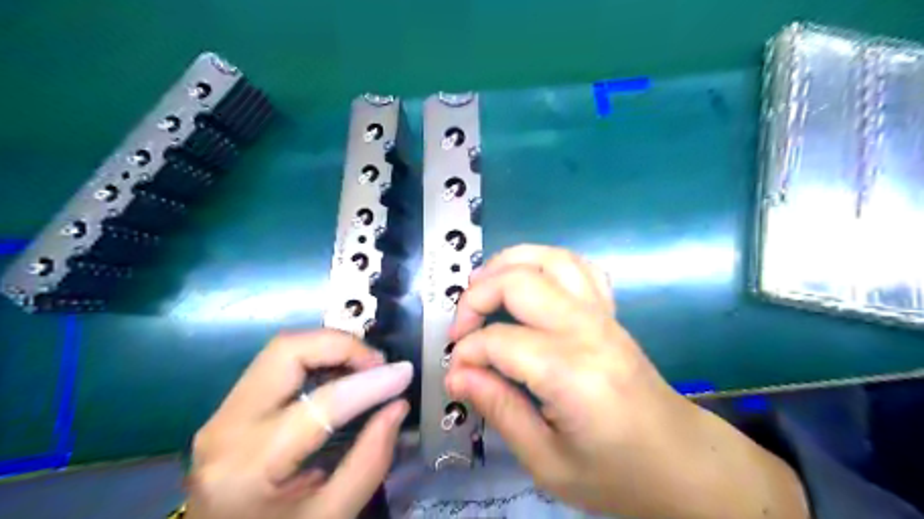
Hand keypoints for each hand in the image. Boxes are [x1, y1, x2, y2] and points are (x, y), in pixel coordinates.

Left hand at [187, 330, 411, 518]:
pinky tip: (340, 374)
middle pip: (287, 351)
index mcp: (249, 467)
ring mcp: (221, 414)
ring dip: (330, 347)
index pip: (321, 403)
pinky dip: (316, 357)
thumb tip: (398, 405)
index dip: (370, 383)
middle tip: (379, 364)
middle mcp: (226, 428)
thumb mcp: (331, 517)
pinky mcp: (229, 408)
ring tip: (365, 367)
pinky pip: (277, 364)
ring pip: (281, 349)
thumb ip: (370, 460)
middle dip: (343, 346)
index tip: (405, 372)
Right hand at [445, 245, 805, 518]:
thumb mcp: (548, 462)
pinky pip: (577, 266)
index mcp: (571, 373)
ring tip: (481, 285)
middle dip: (476, 297)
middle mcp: (587, 330)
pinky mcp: (610, 312)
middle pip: (519, 282)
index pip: (499, 342)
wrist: (682, 461)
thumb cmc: (617, 473)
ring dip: (507, 263)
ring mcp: (603, 314)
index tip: (456, 376)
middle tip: (460, 327)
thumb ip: (500, 410)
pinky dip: (543, 261)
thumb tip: (457, 375)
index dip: (467, 354)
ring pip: (549, 258)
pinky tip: (527, 280)